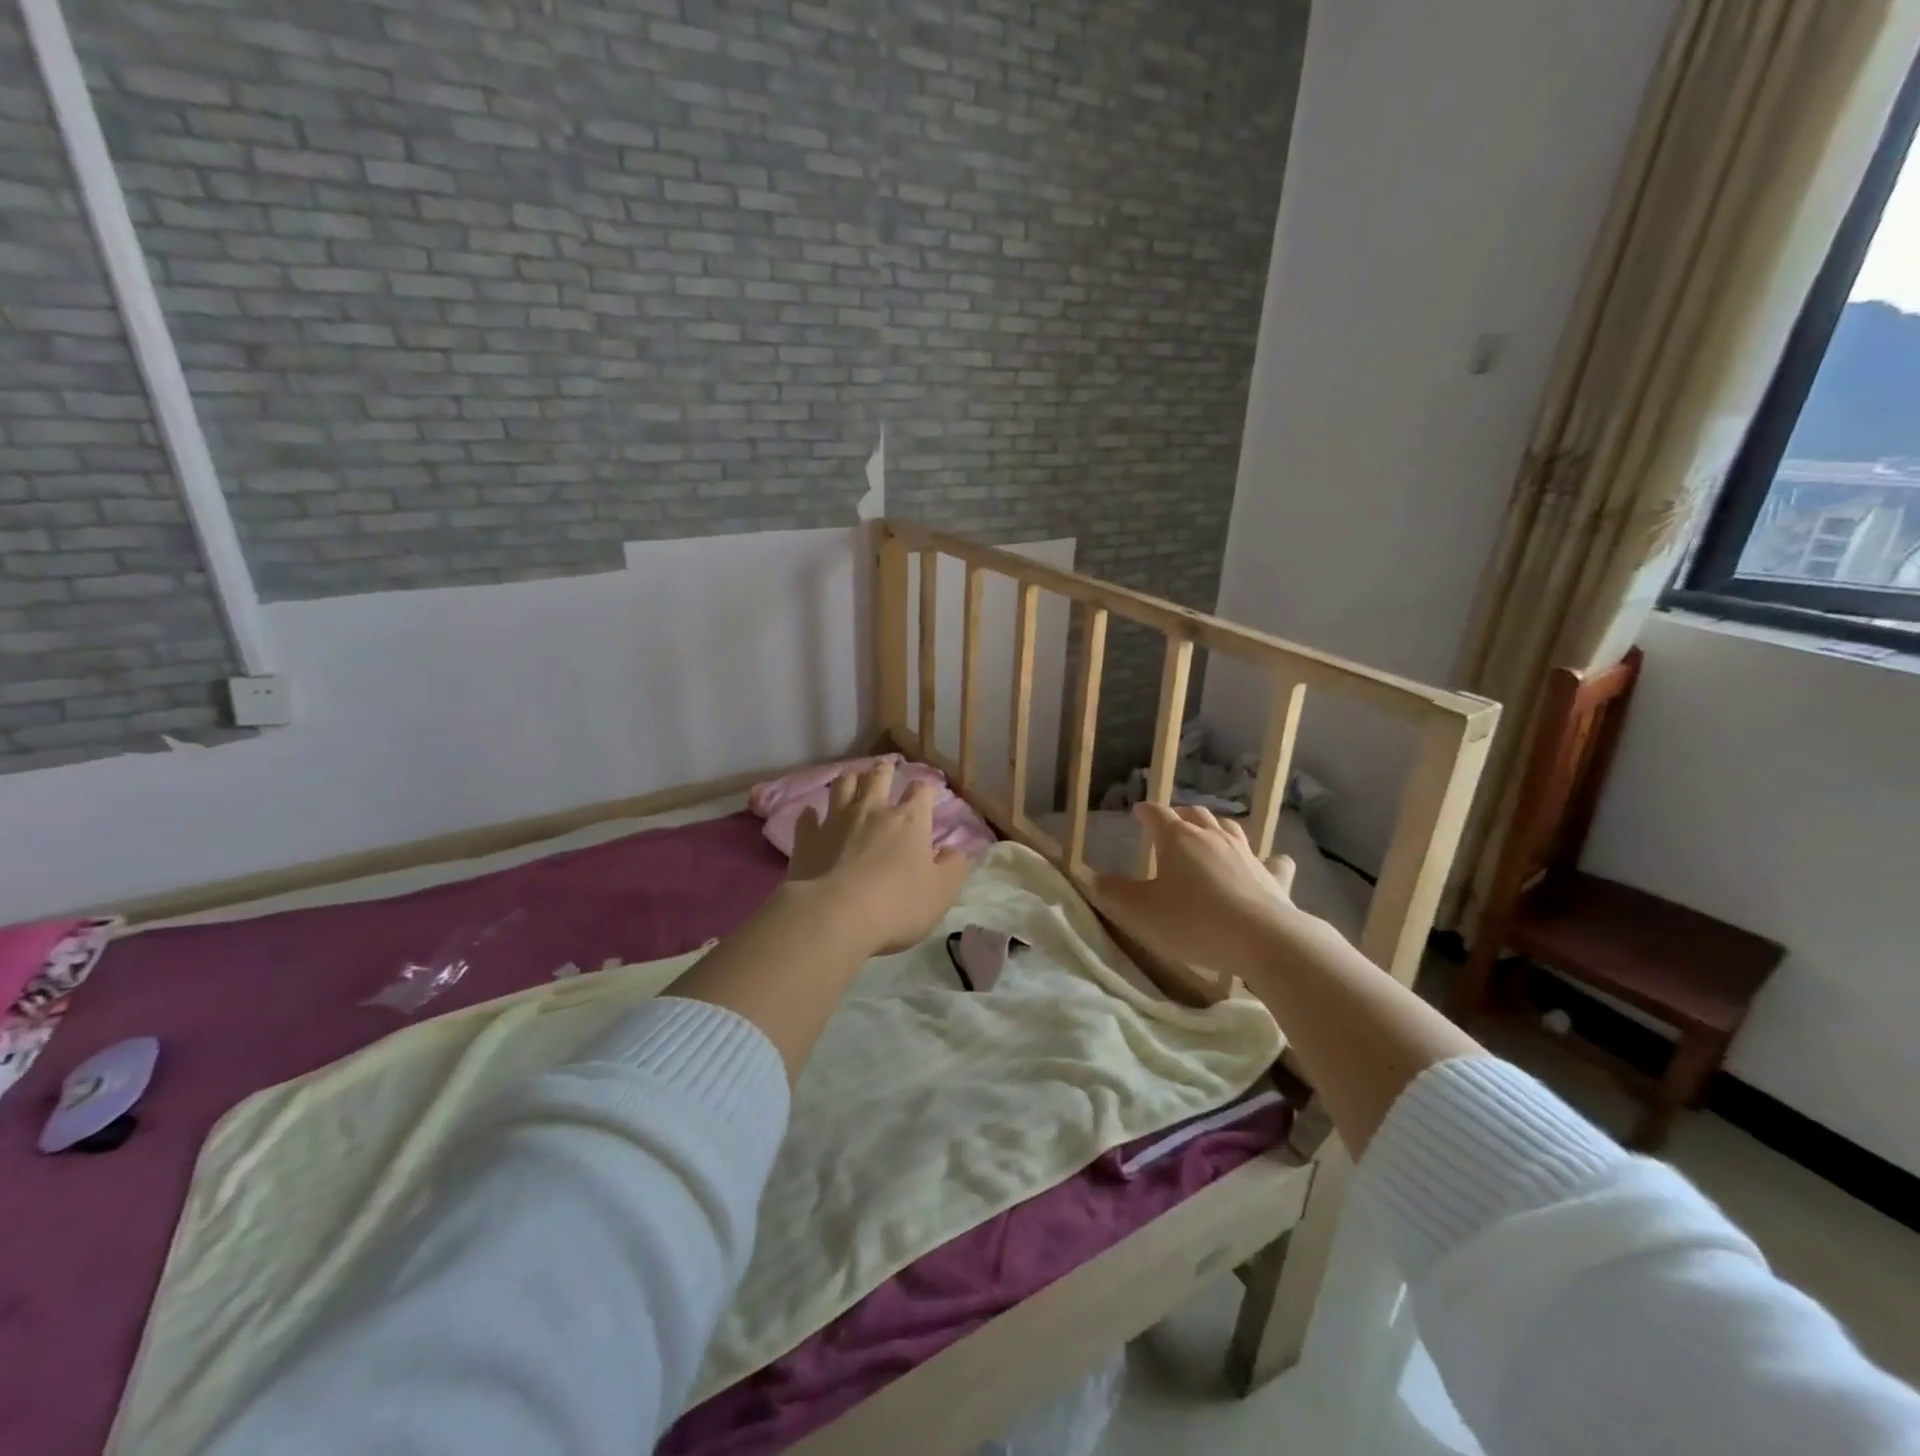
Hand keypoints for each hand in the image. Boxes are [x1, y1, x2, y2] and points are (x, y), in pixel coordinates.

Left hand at [789, 760, 970, 955]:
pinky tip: (812, 816)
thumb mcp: (941, 893)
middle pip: (878, 776)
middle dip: (884, 771)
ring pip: (842, 785)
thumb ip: (953, 868)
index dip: (925, 790)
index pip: (921, 791)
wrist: (834, 916)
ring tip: (852, 782)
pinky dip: (811, 815)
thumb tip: (954, 851)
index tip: (926, 796)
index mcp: (909, 821)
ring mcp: (836, 821)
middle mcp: (872, 811)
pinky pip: (808, 818)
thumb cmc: (897, 905)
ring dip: (849, 781)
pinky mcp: (807, 838)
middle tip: (885, 771)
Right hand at [1095, 804, 1319, 980]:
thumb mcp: (1139, 912)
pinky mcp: (1274, 877)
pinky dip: (1266, 860)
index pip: (1156, 814)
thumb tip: (1097, 879)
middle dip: (1179, 815)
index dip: (1145, 812)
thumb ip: (1114, 893)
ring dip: (1215, 827)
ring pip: (1229, 828)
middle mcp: (1212, 837)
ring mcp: (1247, 854)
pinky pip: (1272, 861)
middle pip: (1194, 814)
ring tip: (1208, 834)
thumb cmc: (1192, 922)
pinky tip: (1270, 863)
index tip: (1137, 812)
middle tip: (1170, 825)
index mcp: (1177, 838)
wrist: (1263, 940)